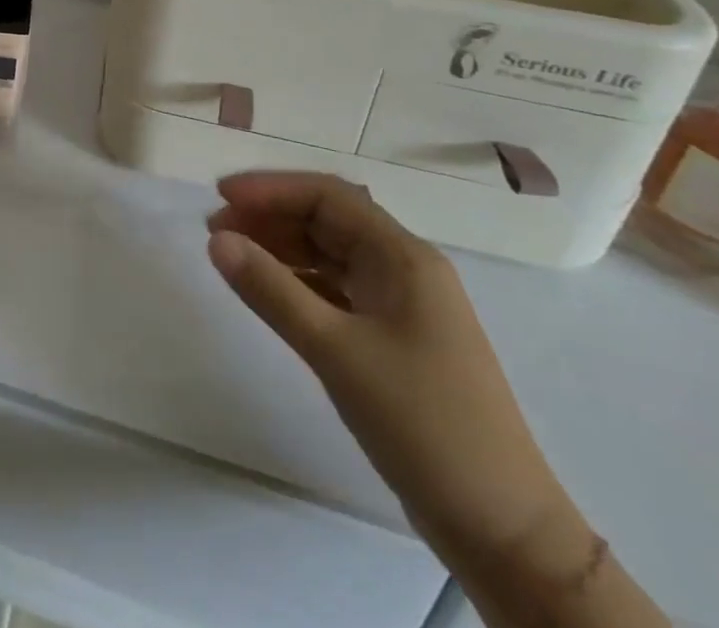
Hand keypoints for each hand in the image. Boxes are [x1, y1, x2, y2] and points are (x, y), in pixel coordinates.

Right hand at [206, 173, 584, 569]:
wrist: (503, 530)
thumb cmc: (422, 424)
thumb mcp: (336, 352)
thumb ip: (271, 290)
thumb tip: (216, 240)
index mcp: (404, 257)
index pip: (328, 196)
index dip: (271, 188)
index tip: (220, 196)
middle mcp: (405, 269)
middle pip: (328, 219)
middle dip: (270, 216)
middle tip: (215, 229)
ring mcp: (402, 305)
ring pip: (330, 254)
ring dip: (281, 247)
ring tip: (231, 255)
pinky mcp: (394, 339)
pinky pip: (337, 289)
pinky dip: (298, 281)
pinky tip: (268, 291)